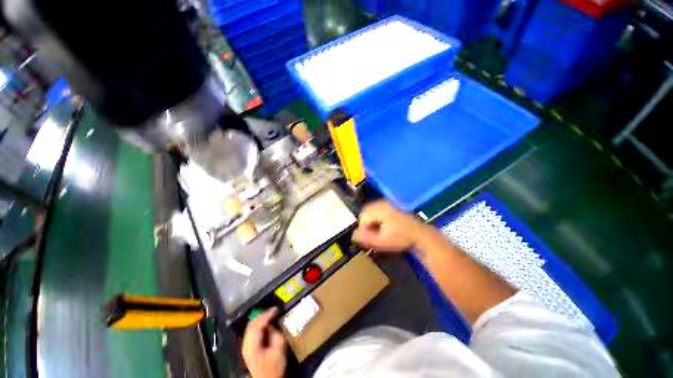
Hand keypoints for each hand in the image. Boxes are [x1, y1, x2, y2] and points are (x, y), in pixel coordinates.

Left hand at [242, 308, 285, 377]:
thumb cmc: (274, 367)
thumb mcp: (279, 350)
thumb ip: (275, 334)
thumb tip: (272, 323)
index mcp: (252, 346)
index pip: (257, 325)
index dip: (266, 315)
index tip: (276, 309)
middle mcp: (246, 344)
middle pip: (251, 324)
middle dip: (263, 314)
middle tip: (274, 310)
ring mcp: (246, 345)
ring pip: (251, 325)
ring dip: (261, 318)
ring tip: (271, 314)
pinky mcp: (248, 346)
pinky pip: (252, 330)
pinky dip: (259, 323)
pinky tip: (266, 322)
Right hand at [353, 200, 427, 251]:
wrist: (421, 235)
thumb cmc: (402, 238)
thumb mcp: (383, 241)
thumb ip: (367, 239)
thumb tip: (354, 236)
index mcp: (380, 210)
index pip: (363, 217)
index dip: (363, 229)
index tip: (368, 239)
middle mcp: (382, 204)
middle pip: (366, 212)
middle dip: (366, 224)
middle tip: (372, 235)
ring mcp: (388, 204)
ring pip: (371, 211)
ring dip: (371, 221)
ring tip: (377, 232)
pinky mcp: (392, 206)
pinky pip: (378, 210)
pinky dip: (377, 218)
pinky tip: (383, 227)